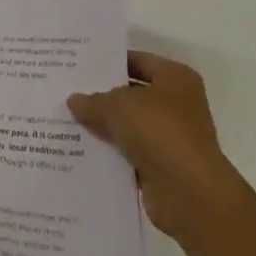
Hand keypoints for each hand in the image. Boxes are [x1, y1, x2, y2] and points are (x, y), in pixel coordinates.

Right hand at [69, 51, 253, 243]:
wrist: (189, 194)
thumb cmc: (160, 132)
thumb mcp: (119, 106)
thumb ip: (94, 101)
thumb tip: (74, 100)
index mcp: (175, 78)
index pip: (138, 61)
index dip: (110, 62)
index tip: (80, 64)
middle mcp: (177, 104)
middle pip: (133, 94)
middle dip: (103, 95)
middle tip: (68, 90)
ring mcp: (170, 138)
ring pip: (129, 126)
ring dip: (104, 126)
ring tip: (67, 119)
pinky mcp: (161, 167)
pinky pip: (129, 153)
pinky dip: (110, 153)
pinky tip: (81, 150)